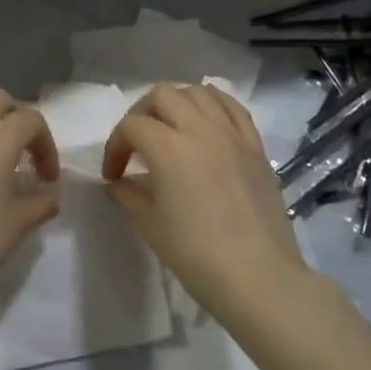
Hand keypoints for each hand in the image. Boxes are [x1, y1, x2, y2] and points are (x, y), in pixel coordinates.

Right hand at [102, 83, 306, 317]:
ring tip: (171, 127)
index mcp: (169, 148)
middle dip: (141, 113)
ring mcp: (232, 134)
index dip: (115, 146)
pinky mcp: (255, 145)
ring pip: (199, 92)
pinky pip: (233, 107)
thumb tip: (119, 183)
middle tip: (137, 142)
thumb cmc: (196, 254)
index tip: (113, 174)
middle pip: (162, 95)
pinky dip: (214, 104)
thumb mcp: (151, 226)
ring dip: (177, 102)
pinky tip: (206, 122)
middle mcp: (200, 129)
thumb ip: (130, 195)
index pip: (132, 126)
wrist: (258, 277)